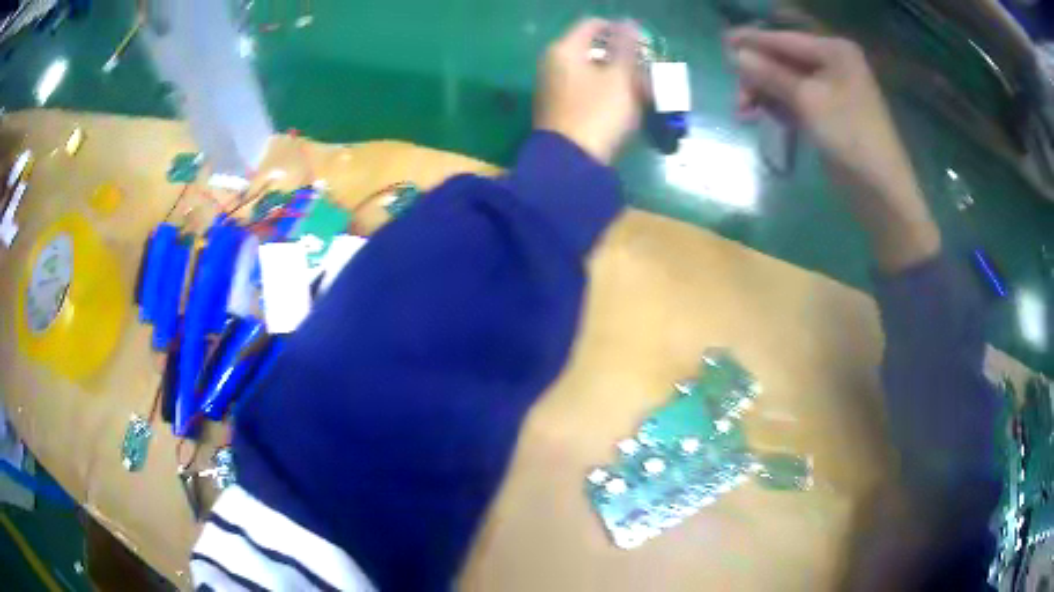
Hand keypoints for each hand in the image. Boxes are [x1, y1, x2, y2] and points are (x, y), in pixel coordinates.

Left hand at [536, 18, 643, 164]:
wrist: (571, 162)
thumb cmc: (599, 113)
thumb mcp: (619, 77)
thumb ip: (625, 46)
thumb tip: (628, 23)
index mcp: (564, 50)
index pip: (593, 25)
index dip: (620, 30)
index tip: (643, 46)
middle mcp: (553, 63)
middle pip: (593, 49)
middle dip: (624, 58)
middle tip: (648, 73)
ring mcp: (554, 86)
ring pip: (593, 71)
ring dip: (620, 77)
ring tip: (645, 93)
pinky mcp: (559, 108)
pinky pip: (586, 89)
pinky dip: (607, 92)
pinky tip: (627, 106)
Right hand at [727, 28, 939, 271]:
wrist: (881, 193)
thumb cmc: (849, 139)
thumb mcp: (807, 101)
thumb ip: (771, 74)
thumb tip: (737, 55)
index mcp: (834, 51)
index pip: (784, 40)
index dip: (752, 41)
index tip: (721, 43)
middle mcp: (834, 64)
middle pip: (783, 61)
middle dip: (757, 77)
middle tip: (738, 99)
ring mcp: (833, 90)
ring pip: (786, 82)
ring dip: (764, 94)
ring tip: (744, 114)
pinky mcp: (830, 113)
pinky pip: (796, 101)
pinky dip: (778, 107)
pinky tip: (763, 118)